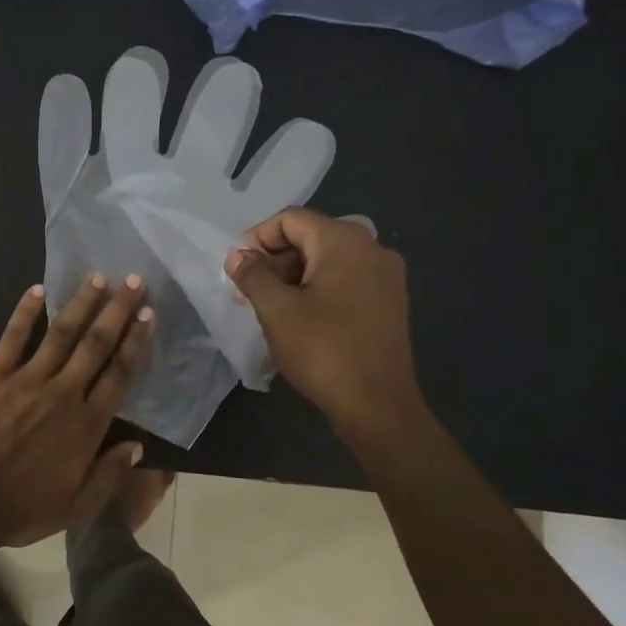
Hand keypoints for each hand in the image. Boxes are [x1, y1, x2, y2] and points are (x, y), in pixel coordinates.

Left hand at [0, 274, 154, 547]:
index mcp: (86, 425)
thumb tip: (138, 447)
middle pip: (97, 344)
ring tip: (98, 277)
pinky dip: (25, 312)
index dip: (136, 342)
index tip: (148, 315)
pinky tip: (37, 290)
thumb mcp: (75, 507)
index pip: (120, 373)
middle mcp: (62, 393)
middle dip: (118, 310)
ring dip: (81, 303)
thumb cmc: (21, 509)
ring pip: (61, 333)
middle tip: (134, 281)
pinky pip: (13, 338)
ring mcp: (26, 380)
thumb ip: (109, 475)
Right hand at [225, 209, 423, 436]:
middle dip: (273, 260)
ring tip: (268, 308)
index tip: (236, 268)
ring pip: (327, 260)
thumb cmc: (323, 350)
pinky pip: (345, 280)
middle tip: (246, 292)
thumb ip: (252, 275)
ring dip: (292, 277)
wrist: (378, 406)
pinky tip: (298, 318)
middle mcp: (371, 248)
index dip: (257, 238)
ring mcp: (385, 276)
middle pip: (310, 237)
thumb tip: (237, 256)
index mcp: (344, 241)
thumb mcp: (276, 310)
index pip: (291, 219)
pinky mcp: (389, 302)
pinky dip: (316, 289)